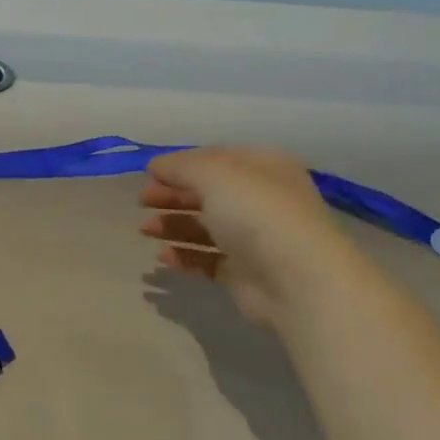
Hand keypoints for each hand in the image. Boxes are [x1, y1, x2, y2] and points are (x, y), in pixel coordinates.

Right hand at [139, 147, 363, 325]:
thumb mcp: (216, 175)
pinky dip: (185, 256)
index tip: (148, 174)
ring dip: (174, 226)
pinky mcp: (245, 272)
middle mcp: (261, 200)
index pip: (216, 159)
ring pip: (206, 227)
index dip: (181, 165)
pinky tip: (163, 257)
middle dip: (173, 196)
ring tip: (145, 231)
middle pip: (208, 194)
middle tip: (142, 202)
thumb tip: (156, 164)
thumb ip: (181, 167)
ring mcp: (254, 238)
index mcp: (263, 168)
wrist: (297, 280)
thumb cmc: (258, 215)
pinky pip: (208, 260)